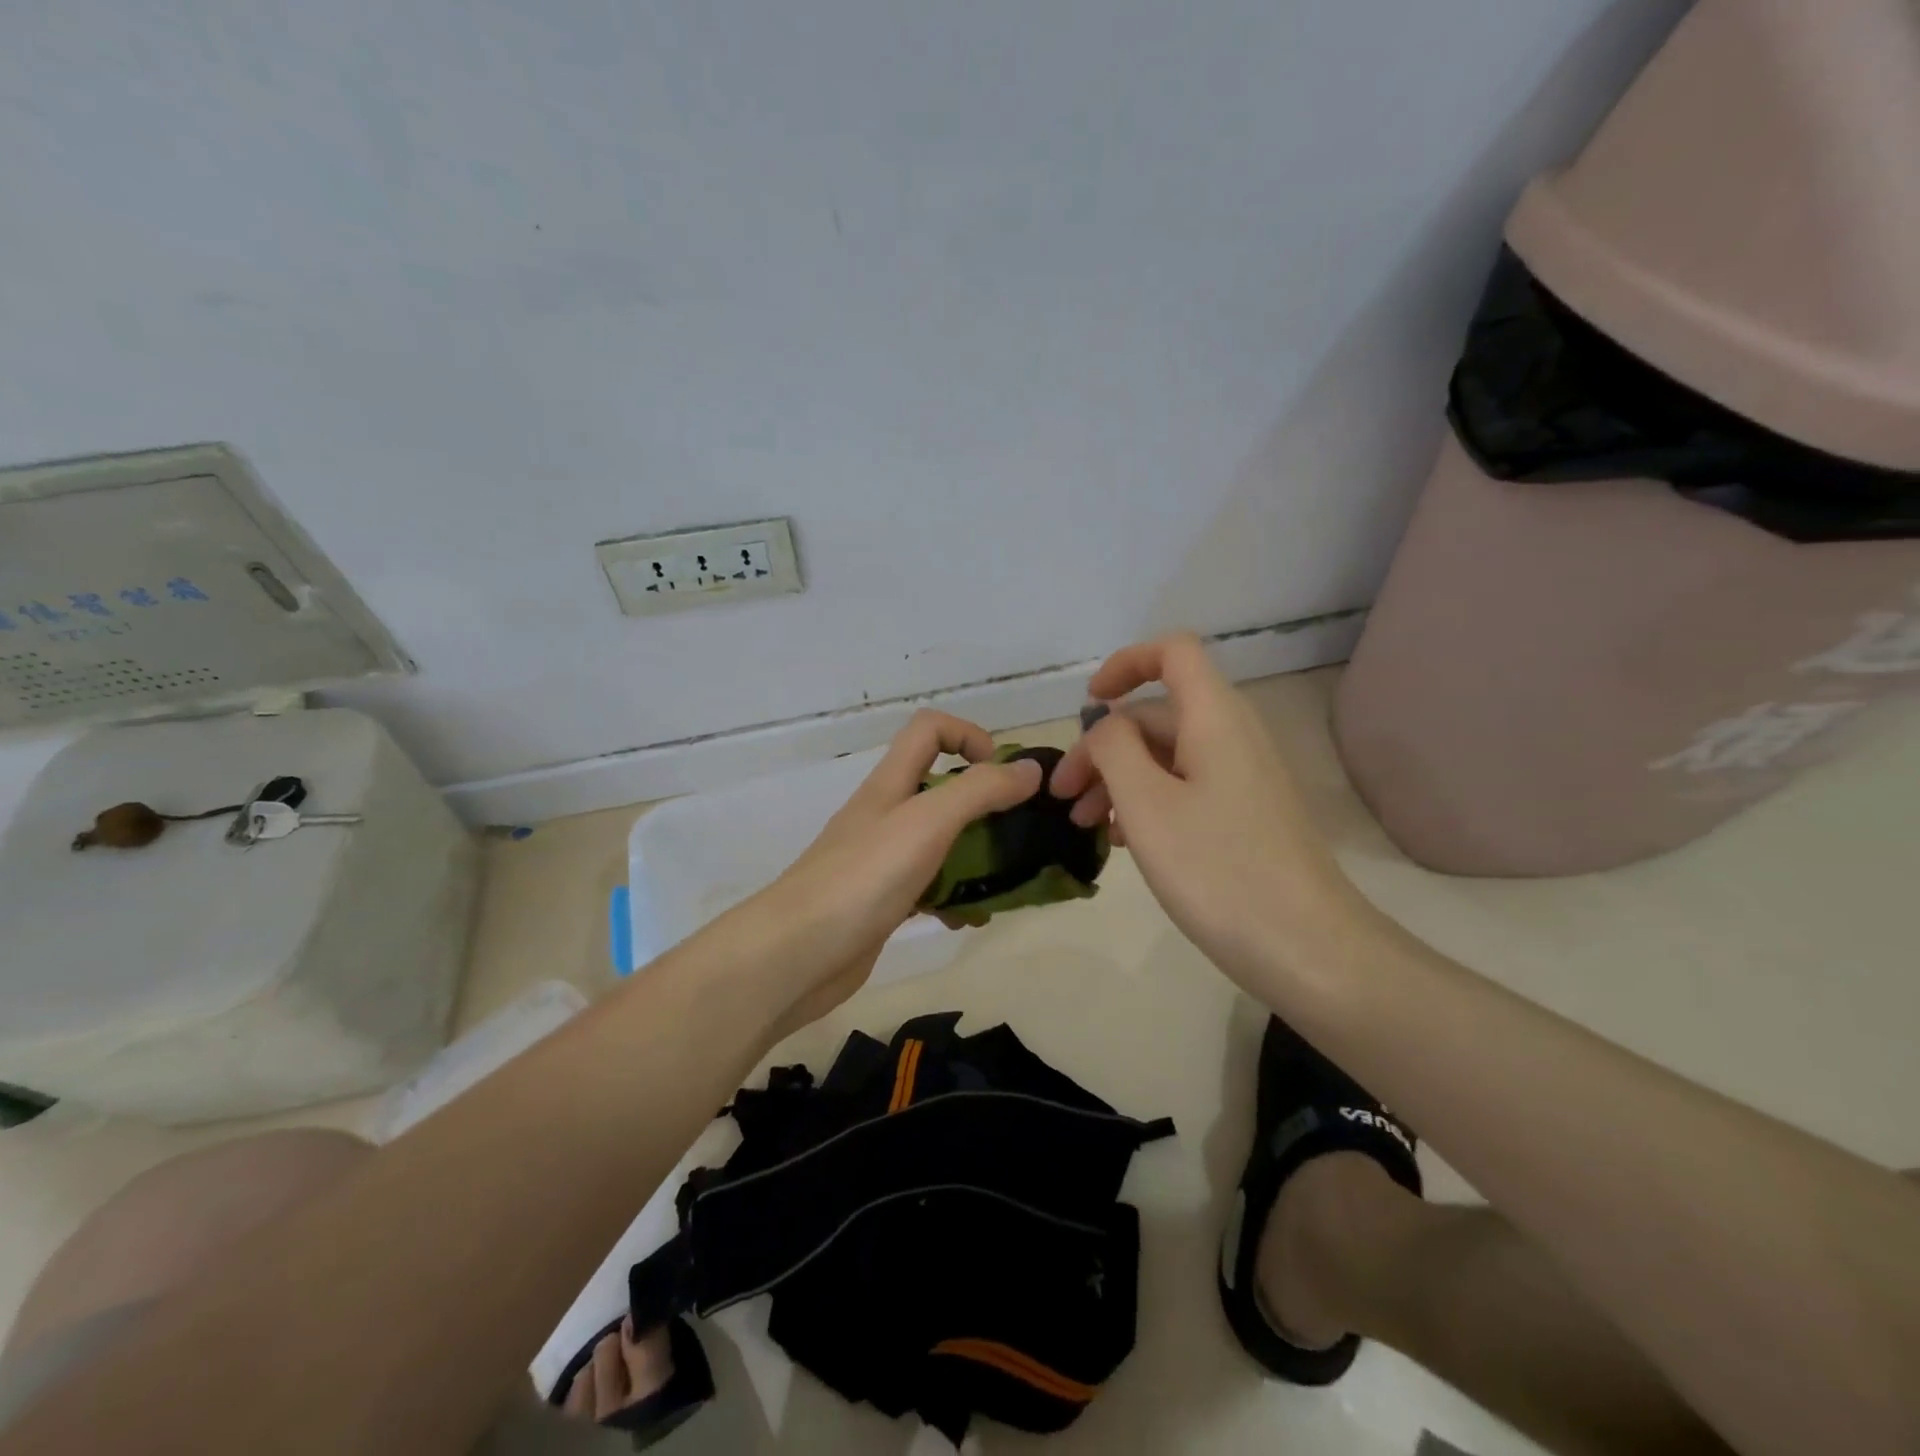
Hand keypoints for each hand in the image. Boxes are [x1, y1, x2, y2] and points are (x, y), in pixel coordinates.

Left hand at [746, 711, 1042, 1033]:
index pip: (929, 729)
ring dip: (976, 855)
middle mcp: (886, 814)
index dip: (969, 735)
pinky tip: (970, 919)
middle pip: (941, 787)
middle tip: (1020, 831)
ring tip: (1007, 881)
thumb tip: (1030, 768)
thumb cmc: (863, 877)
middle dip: (985, 802)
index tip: (1002, 773)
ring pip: (940, 841)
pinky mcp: (883, 901)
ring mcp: (882, 860)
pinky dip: (954, 898)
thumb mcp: (927, 822)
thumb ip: (979, 791)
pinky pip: (929, 888)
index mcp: (891, 783)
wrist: (796, 955)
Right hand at [1049, 634, 1371, 991]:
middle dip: (1103, 746)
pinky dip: (1147, 801)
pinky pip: (1185, 787)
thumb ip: (1113, 748)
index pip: (1173, 652)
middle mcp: (1233, 735)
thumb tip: (1105, 723)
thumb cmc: (1217, 868)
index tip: (1089, 704)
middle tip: (1065, 796)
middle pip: (1158, 714)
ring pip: (1167, 756)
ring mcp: (1242, 777)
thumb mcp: (1146, 803)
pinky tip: (1122, 840)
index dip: (1126, 664)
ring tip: (1086, 824)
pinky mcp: (1244, 814)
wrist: (1305, 948)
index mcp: (1215, 718)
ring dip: (1119, 779)